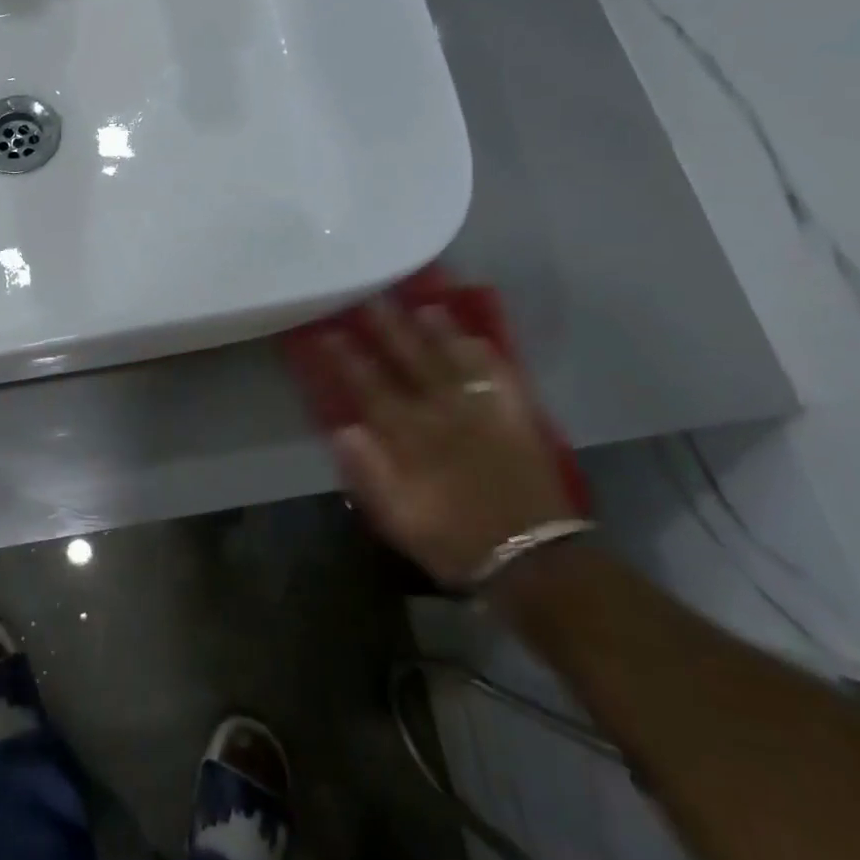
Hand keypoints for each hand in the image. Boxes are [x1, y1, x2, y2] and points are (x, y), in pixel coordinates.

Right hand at [321, 300, 574, 586]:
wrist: (532, 561)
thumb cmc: (453, 540)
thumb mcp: (397, 516)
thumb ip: (368, 470)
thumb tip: (343, 428)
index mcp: (410, 436)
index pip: (369, 386)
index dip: (346, 357)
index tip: (328, 331)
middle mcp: (443, 412)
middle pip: (410, 360)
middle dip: (387, 328)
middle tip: (370, 297)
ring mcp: (483, 411)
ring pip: (454, 359)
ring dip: (437, 331)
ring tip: (421, 304)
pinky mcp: (517, 418)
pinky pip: (500, 376)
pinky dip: (486, 355)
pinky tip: (476, 338)